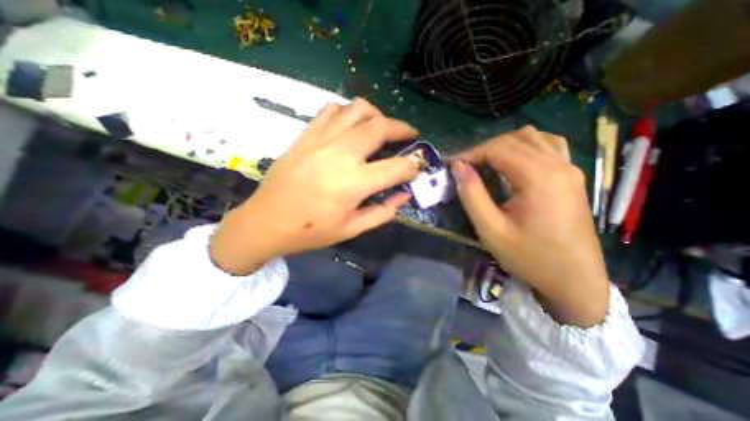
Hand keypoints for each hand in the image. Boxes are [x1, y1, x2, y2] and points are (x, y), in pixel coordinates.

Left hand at [211, 99, 421, 275]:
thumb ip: (383, 212)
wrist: (266, 222)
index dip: (413, 165)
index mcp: (354, 183)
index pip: (397, 167)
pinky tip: (350, 126)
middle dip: (402, 129)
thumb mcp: (351, 229)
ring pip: (357, 109)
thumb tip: (404, 195)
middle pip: (380, 127)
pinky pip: (331, 109)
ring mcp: (321, 140)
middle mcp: (340, 154)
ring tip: (380, 127)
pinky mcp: (306, 135)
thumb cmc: (310, 231)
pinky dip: (348, 112)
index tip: (418, 165)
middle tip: (409, 135)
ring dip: (376, 115)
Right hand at [450, 127, 608, 326]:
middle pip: (513, 140)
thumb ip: (472, 195)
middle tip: (463, 167)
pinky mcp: (573, 176)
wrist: (574, 280)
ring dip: (503, 145)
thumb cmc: (529, 257)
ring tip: (485, 163)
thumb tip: (458, 168)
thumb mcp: (491, 230)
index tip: (450, 165)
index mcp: (538, 177)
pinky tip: (515, 160)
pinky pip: (549, 145)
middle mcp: (558, 165)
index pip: (497, 149)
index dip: (470, 153)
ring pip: (532, 137)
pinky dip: (525, 146)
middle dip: (483, 149)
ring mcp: (569, 169)